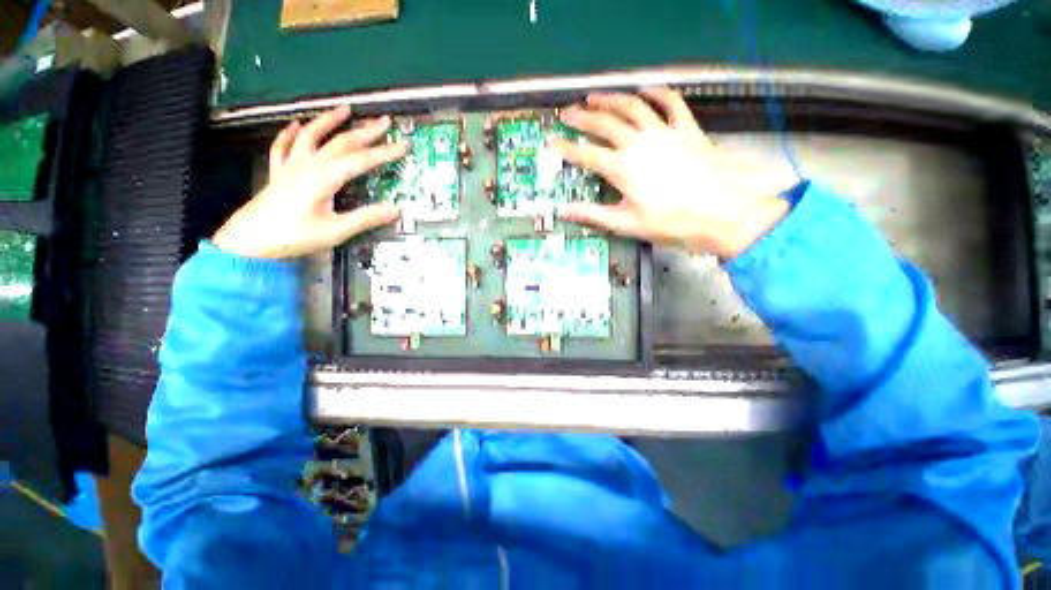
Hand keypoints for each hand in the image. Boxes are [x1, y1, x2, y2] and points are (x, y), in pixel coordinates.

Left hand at [213, 106, 406, 258]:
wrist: (249, 241)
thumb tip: (395, 210)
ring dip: (329, 121)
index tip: (403, 145)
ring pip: (311, 136)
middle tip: (383, 122)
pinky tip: (295, 124)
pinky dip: (289, 133)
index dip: (384, 152)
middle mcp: (308, 166)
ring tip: (344, 109)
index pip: (360, 160)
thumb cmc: (294, 237)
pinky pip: (283, 147)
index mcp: (324, 179)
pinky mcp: (278, 173)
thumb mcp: (336, 231)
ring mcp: (290, 166)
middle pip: (340, 143)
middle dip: (365, 131)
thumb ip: (366, 218)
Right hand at [552, 88, 797, 257]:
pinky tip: (645, 89)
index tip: (551, 140)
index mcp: (622, 168)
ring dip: (611, 99)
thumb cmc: (670, 223)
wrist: (721, 214)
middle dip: (583, 117)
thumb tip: (563, 211)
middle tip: (567, 113)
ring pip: (633, 106)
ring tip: (595, 96)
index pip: (586, 154)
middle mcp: (639, 143)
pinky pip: (671, 103)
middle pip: (605, 123)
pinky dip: (657, 92)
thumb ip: (593, 215)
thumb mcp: (626, 224)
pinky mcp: (687, 129)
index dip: (566, 148)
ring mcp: (664, 132)